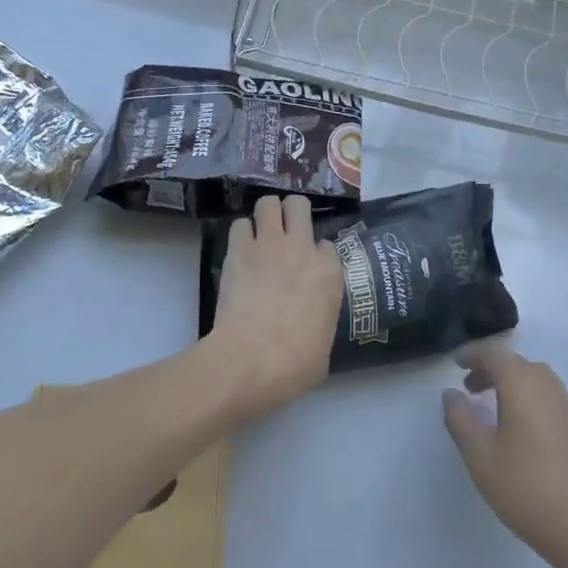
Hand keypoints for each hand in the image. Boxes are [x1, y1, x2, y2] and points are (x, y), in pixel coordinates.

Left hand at [206, 195, 342, 421]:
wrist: (252, 359)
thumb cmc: (296, 363)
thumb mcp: (324, 344)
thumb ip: (321, 319)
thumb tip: (312, 324)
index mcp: (329, 273)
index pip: (327, 245)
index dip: (317, 253)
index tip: (308, 266)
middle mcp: (302, 249)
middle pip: (299, 206)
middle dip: (292, 212)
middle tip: (285, 229)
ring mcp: (269, 245)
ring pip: (268, 203)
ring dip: (266, 214)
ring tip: (261, 230)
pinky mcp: (238, 251)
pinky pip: (239, 225)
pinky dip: (241, 233)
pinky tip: (240, 248)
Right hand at [442, 343, 567, 567]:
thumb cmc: (525, 488)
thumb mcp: (480, 455)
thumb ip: (461, 419)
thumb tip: (451, 393)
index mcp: (523, 386)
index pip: (496, 355)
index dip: (474, 354)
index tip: (456, 363)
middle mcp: (548, 388)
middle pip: (518, 364)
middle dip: (492, 369)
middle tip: (469, 387)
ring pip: (537, 380)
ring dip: (512, 383)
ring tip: (493, 408)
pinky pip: (550, 399)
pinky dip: (530, 399)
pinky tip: (521, 431)